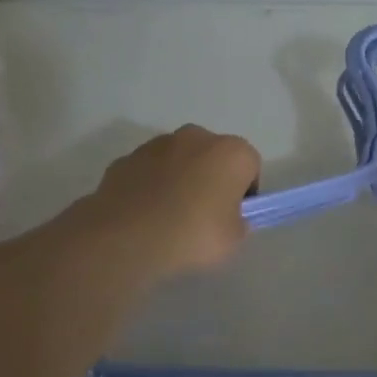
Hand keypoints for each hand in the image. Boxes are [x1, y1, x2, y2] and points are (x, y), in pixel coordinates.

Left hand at [80, 125, 261, 280]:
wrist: (127, 237)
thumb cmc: (193, 234)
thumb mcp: (233, 239)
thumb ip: (237, 222)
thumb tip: (228, 217)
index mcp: (231, 152)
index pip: (250, 165)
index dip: (245, 191)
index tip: (234, 215)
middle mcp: (196, 137)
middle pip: (213, 155)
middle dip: (212, 177)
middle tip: (204, 214)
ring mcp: (157, 144)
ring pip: (179, 160)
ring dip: (180, 178)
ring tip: (170, 216)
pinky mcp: (127, 158)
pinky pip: (149, 171)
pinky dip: (151, 186)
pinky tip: (145, 214)